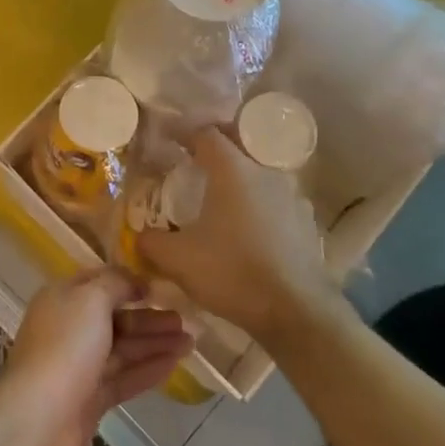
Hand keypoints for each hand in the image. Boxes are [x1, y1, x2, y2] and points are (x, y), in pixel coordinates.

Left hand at [0, 268, 192, 445]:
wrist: (38, 421)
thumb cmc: (65, 347)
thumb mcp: (91, 298)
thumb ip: (116, 283)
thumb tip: (136, 281)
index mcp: (62, 299)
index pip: (99, 283)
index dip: (129, 282)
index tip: (160, 287)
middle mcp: (69, 329)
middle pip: (115, 318)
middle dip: (149, 318)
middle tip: (186, 320)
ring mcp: (79, 367)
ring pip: (123, 349)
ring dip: (155, 343)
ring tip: (190, 342)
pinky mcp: (89, 401)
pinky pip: (124, 378)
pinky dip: (147, 369)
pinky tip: (174, 364)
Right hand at [137, 128, 332, 346]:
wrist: (297, 312)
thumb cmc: (233, 273)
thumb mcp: (178, 260)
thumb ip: (151, 242)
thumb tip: (138, 235)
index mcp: (232, 170)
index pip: (206, 133)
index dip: (185, 133)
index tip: (169, 141)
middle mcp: (265, 172)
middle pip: (237, 146)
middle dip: (214, 150)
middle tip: (193, 162)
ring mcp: (291, 195)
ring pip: (259, 174)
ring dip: (239, 179)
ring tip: (220, 199)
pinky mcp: (306, 221)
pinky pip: (276, 201)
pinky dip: (259, 205)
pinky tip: (249, 229)